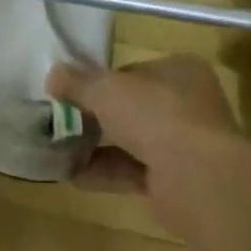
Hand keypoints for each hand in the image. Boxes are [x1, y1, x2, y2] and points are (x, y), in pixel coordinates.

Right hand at [48, 55, 250, 236]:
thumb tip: (52, 74)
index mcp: (181, 70)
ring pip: (134, 141)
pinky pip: (135, 171)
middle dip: (97, 117)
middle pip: (133, 107)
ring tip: (60, 150)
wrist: (197, 178)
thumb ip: (77, 82)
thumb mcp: (105, 90)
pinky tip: (73, 176)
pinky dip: (106, 172)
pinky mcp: (178, 180)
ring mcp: (186, 144)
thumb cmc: (154, 115)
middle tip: (64, 122)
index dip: (102, 81)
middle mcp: (189, 104)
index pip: (134, 71)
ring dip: (98, 146)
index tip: (73, 93)